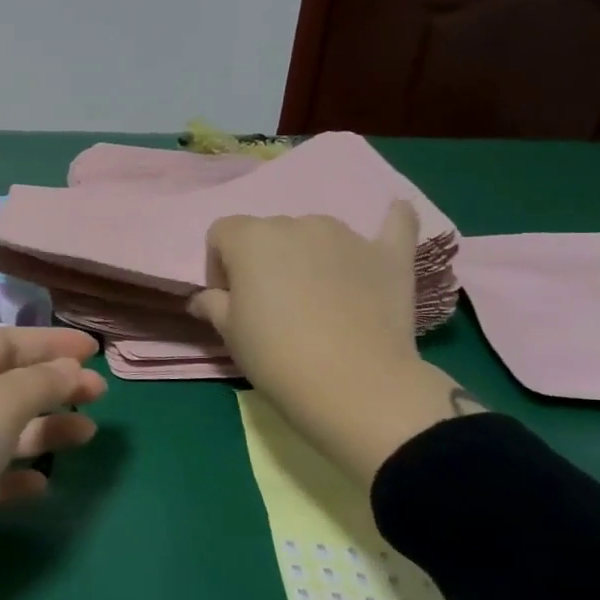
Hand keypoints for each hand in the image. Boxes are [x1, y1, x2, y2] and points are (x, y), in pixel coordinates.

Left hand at [0, 327, 106, 599]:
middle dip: (52, 386)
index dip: (50, 342)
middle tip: (100, 395)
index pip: (6, 341)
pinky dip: (14, 476)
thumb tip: (72, 367)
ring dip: (42, 430)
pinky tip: (42, 485)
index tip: (93, 350)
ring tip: (86, 434)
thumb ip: (41, 382)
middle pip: (4, 385)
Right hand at [190, 203, 471, 487]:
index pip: (222, 233)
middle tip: (272, 305)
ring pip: (317, 234)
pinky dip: (389, 222)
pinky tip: (393, 215)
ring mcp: (347, 236)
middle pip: (270, 232)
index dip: (219, 265)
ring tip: (317, 297)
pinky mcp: (390, 255)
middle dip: (265, 261)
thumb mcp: (228, 332)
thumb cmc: (275, 355)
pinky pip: (394, 224)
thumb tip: (205, 298)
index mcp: (251, 238)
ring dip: (309, 255)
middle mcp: (297, 224)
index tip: (229, 299)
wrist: (353, 384)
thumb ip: (213, 304)